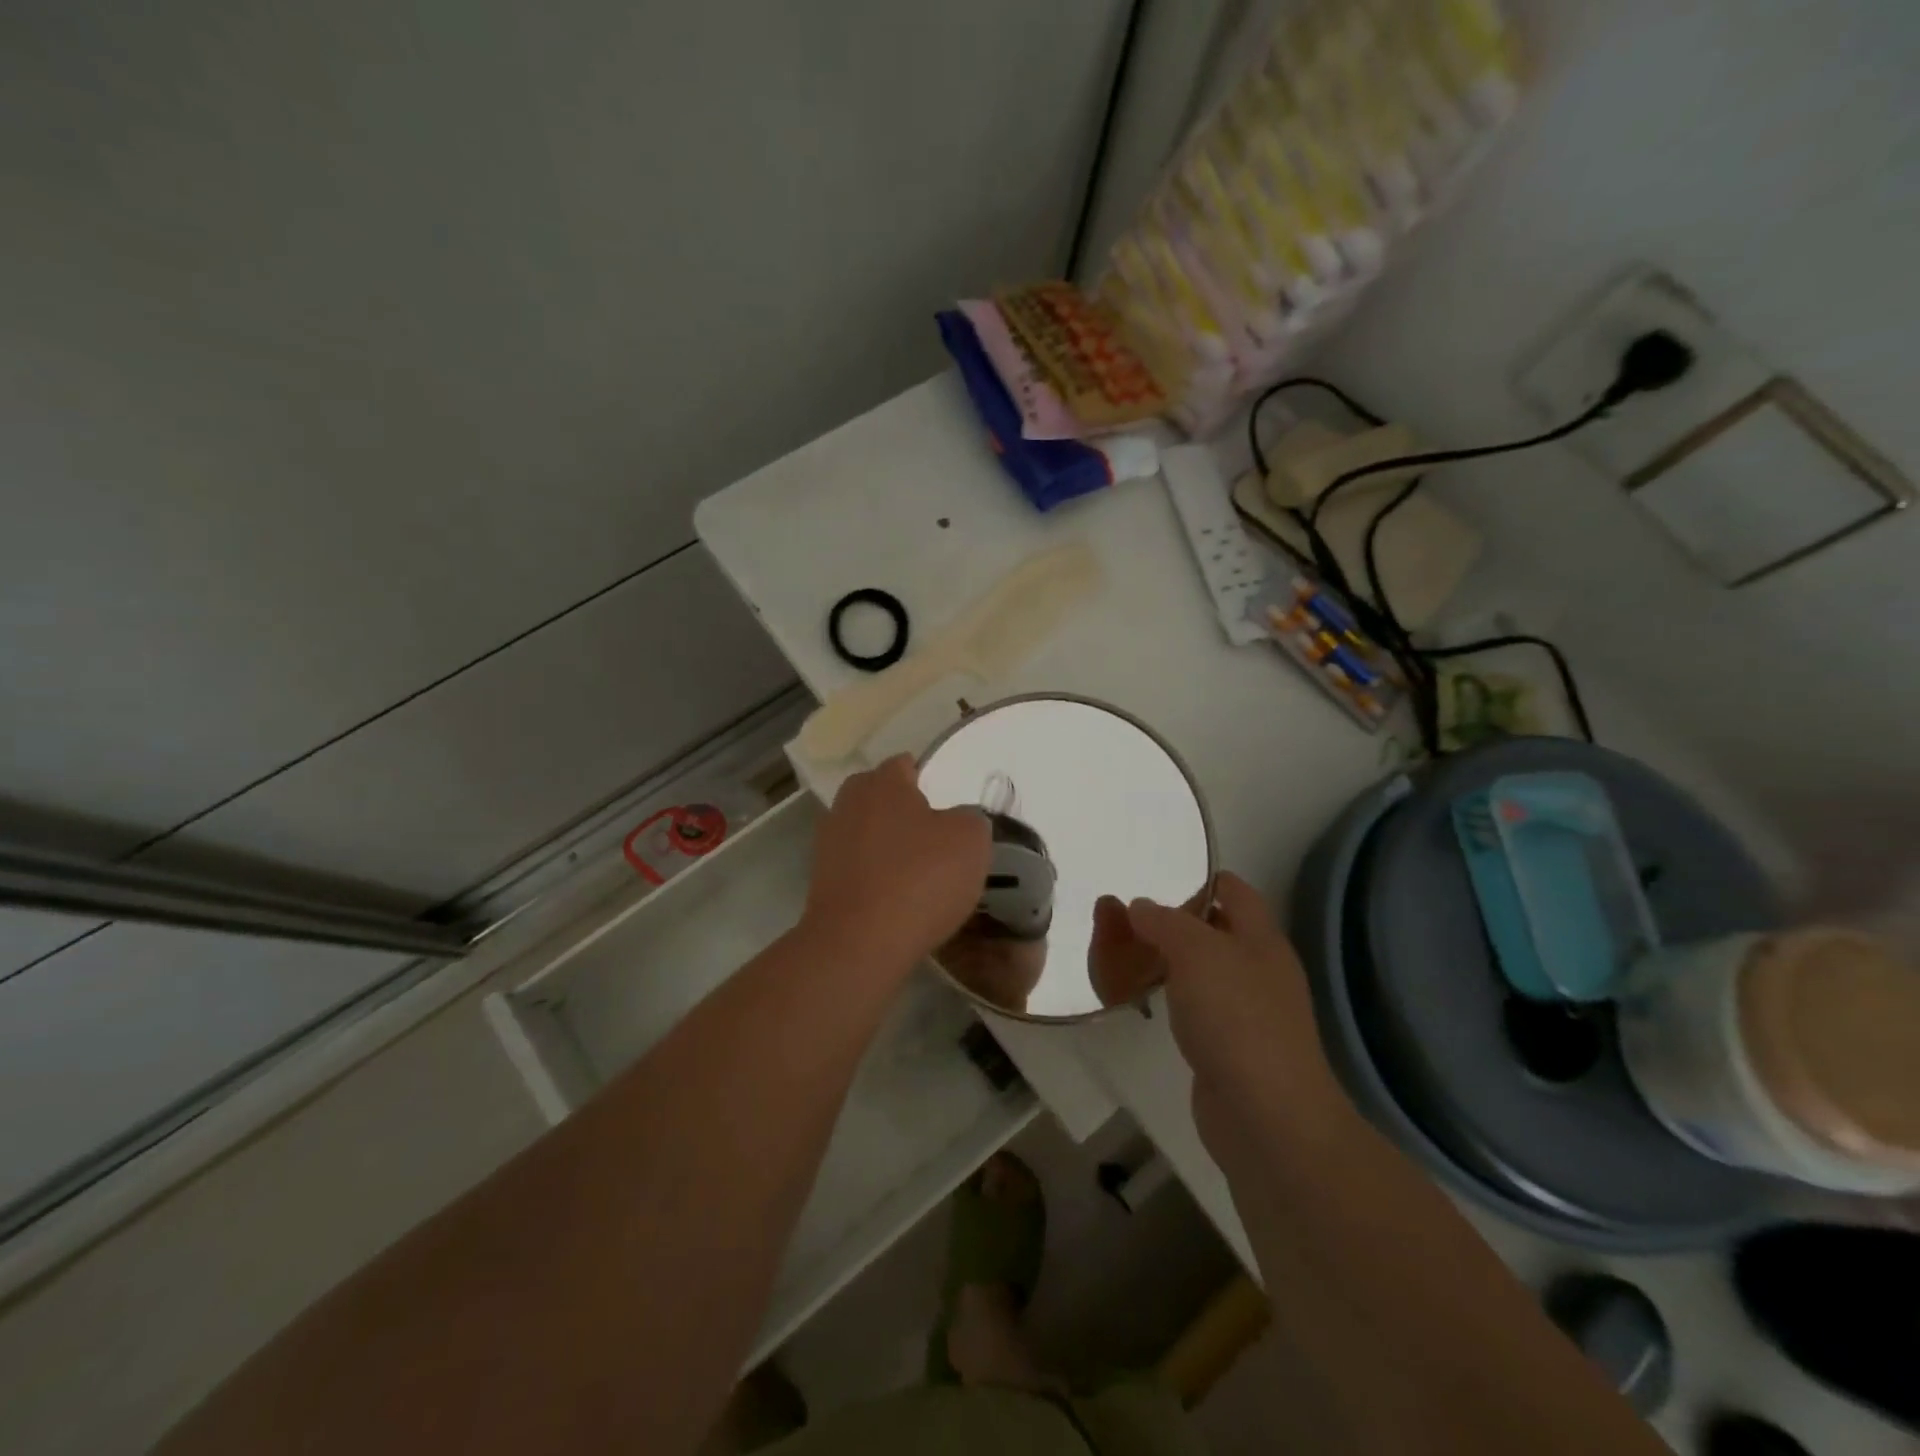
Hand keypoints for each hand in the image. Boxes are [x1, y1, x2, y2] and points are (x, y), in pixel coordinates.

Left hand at [802, 755, 991, 975]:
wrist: (859, 944)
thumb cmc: (920, 879)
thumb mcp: (970, 841)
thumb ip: (970, 820)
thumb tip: (958, 823)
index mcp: (882, 783)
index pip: (905, 765)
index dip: (928, 781)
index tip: (947, 808)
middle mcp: (848, 804)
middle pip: (882, 798)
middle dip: (905, 813)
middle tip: (936, 841)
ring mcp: (828, 844)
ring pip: (868, 835)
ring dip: (889, 848)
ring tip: (920, 876)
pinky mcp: (821, 882)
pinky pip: (859, 869)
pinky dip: (876, 879)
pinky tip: (898, 902)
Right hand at [1126, 873, 1350, 1152]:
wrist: (1266, 1116)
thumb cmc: (1236, 1018)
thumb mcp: (1196, 953)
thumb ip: (1166, 922)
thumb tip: (1140, 905)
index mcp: (1261, 939)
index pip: (1235, 890)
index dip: (1201, 877)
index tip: (1157, 872)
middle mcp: (1259, 970)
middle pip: (1217, 930)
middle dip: (1175, 919)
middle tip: (1126, 913)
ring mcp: (1247, 1012)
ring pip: (1203, 970)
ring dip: (1169, 959)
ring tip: (1124, 949)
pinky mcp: (1229, 1048)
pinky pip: (1196, 1007)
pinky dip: (1171, 997)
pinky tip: (1142, 998)